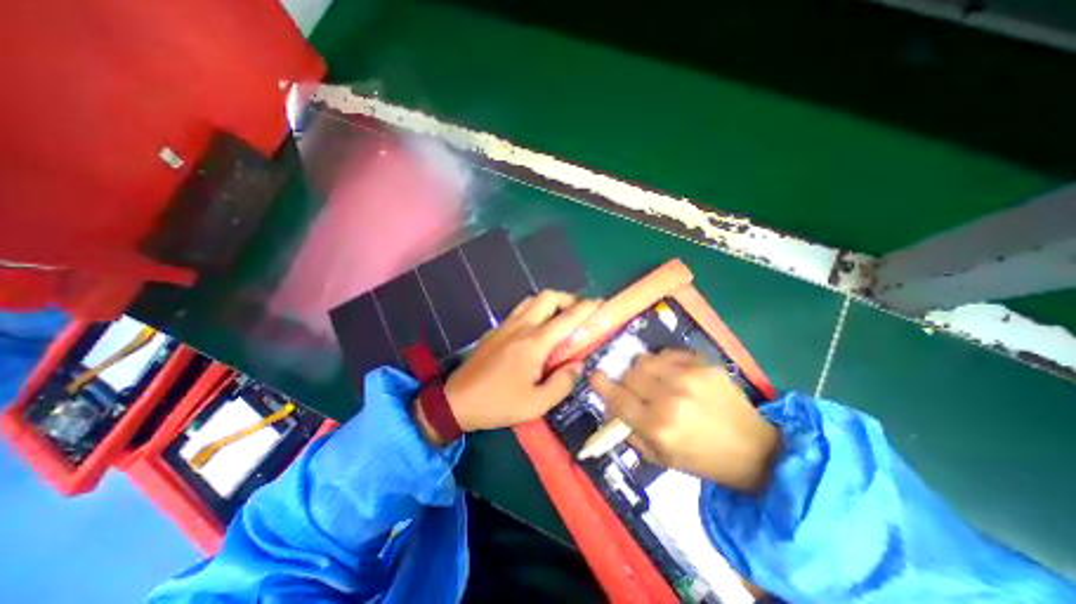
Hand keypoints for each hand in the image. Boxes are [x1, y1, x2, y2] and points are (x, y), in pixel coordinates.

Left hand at [414, 289, 601, 444]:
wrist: (456, 401)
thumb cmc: (499, 403)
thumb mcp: (537, 404)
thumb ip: (562, 382)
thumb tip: (577, 364)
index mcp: (534, 343)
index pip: (567, 318)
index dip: (587, 308)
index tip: (600, 305)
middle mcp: (521, 326)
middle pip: (547, 296)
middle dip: (568, 299)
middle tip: (577, 314)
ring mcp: (505, 325)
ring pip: (532, 300)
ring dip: (549, 303)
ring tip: (558, 319)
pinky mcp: (495, 329)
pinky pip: (519, 310)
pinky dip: (534, 311)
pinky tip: (535, 330)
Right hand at [589, 347, 782, 492]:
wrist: (754, 449)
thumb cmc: (703, 459)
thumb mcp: (661, 458)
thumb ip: (630, 433)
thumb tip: (611, 409)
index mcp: (658, 426)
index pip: (618, 398)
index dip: (601, 384)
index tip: (593, 375)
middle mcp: (670, 398)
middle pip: (629, 374)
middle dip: (626, 381)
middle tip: (634, 389)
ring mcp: (689, 377)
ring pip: (645, 359)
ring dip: (642, 369)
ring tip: (653, 379)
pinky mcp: (704, 364)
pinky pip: (669, 353)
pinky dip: (663, 362)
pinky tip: (673, 374)